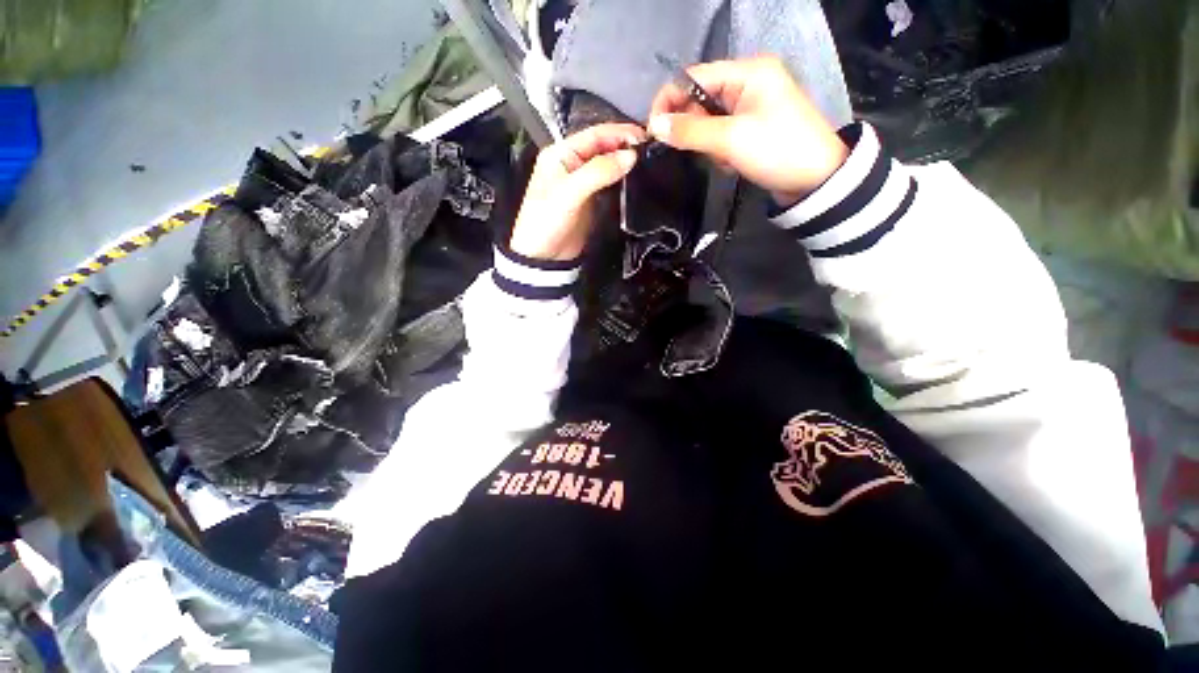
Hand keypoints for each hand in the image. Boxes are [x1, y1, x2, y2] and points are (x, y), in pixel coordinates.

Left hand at [509, 123, 647, 260]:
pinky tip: (636, 181)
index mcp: (561, 153)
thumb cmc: (548, 220)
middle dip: (625, 147)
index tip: (645, 137)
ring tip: (648, 163)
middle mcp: (572, 164)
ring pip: (608, 166)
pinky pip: (609, 185)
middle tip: (650, 151)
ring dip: (625, 164)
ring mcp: (583, 183)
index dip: (619, 133)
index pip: (595, 135)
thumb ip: (599, 171)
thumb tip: (630, 156)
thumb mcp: (570, 192)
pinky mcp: (591, 201)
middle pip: (603, 148)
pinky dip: (622, 181)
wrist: (545, 256)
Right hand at [648, 57, 848, 207]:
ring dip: (708, 144)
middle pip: (700, 100)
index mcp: (747, 72)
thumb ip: (690, 130)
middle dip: (695, 129)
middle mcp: (748, 82)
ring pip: (708, 121)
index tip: (653, 130)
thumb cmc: (777, 151)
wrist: (815, 181)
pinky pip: (721, 135)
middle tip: (698, 151)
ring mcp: (750, 106)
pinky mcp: (751, 127)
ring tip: (725, 159)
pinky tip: (732, 162)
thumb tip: (654, 126)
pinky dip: (720, 151)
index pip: (693, 77)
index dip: (669, 101)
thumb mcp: (731, 139)